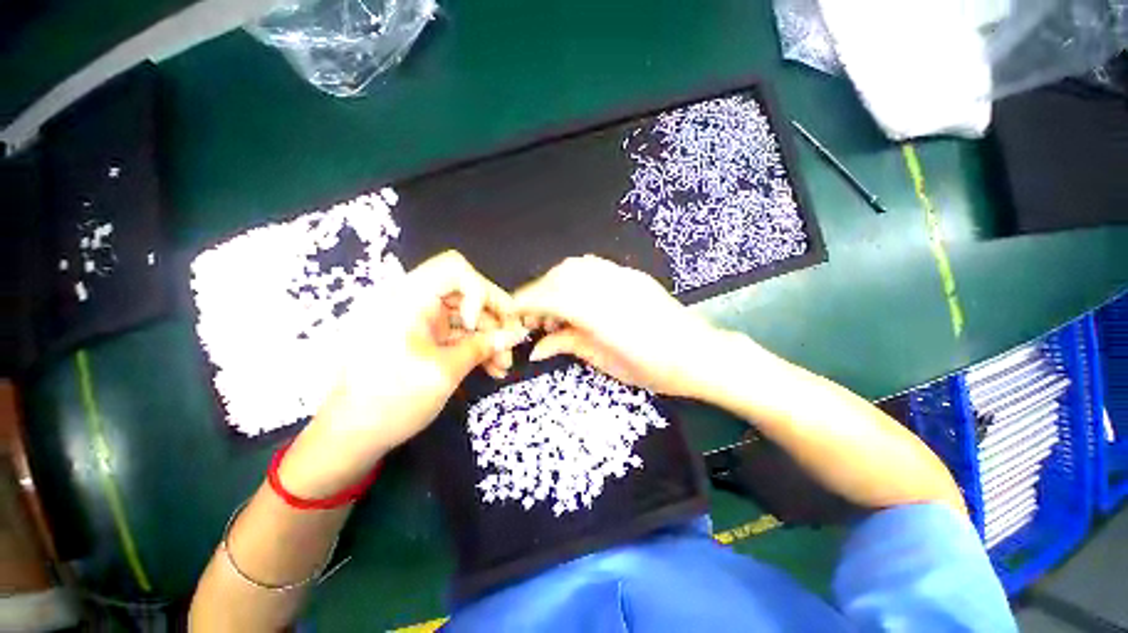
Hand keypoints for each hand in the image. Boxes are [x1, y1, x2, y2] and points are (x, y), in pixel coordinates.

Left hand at [280, 251, 525, 496]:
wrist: (351, 437)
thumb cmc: (393, 400)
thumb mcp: (445, 371)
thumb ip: (484, 347)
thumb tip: (517, 334)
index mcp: (408, 299)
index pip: (455, 270)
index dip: (479, 292)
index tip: (480, 325)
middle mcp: (414, 302)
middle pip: (467, 292)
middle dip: (494, 318)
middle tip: (513, 344)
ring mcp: (420, 321)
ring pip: (468, 315)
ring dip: (490, 337)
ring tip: (503, 365)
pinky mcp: (425, 338)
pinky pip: (459, 333)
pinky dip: (476, 347)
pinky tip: (493, 368)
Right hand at [514, 255, 729, 397]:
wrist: (699, 354)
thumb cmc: (654, 369)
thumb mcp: (606, 363)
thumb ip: (568, 346)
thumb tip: (537, 348)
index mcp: (600, 315)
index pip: (551, 298)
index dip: (526, 303)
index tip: (513, 313)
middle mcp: (609, 287)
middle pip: (560, 277)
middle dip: (539, 293)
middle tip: (535, 318)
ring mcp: (622, 276)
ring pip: (575, 266)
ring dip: (556, 282)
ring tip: (555, 308)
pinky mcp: (631, 275)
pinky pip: (594, 266)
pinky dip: (575, 278)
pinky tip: (578, 298)